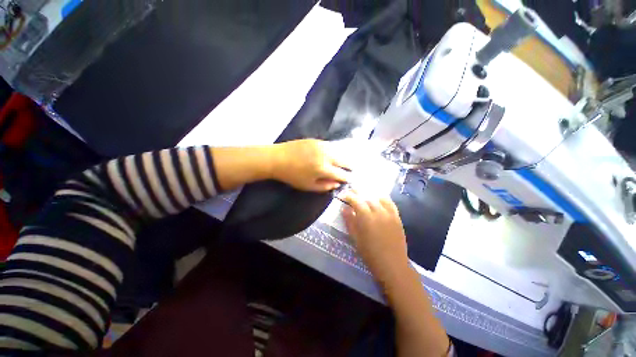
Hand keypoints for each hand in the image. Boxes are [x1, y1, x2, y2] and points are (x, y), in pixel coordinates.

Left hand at [270, 139, 351, 191]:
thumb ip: (325, 186)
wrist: (278, 158)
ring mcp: (322, 145)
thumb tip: (337, 184)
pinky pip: (331, 145)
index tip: (350, 179)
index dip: (347, 178)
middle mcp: (326, 155)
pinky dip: (335, 151)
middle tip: (352, 170)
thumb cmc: (292, 175)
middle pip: (344, 160)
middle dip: (349, 166)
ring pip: (339, 151)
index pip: (342, 174)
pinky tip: (335, 154)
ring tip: (345, 162)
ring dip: (344, 158)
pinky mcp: (317, 140)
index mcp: (324, 169)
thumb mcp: (308, 186)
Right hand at [340, 190, 409, 288]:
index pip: (356, 200)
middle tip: (352, 192)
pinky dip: (382, 199)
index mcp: (366, 217)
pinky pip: (390, 203)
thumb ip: (349, 221)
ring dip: (369, 195)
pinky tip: (378, 199)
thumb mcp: (355, 238)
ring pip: (378, 197)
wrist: (392, 264)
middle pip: (367, 196)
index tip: (343, 195)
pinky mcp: (397, 217)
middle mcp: (378, 212)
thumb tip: (344, 208)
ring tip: (364, 195)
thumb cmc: (370, 253)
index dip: (348, 196)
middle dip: (358, 193)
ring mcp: (390, 213)